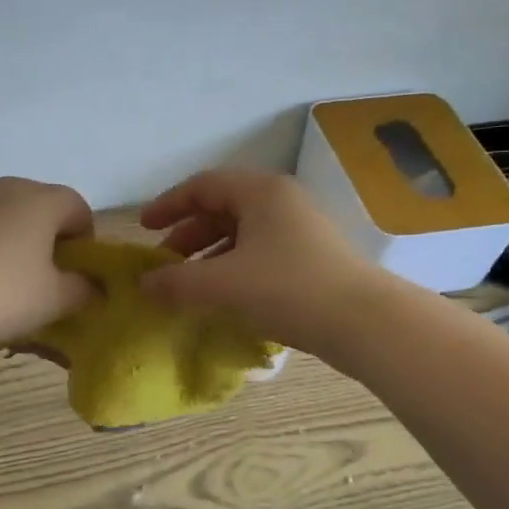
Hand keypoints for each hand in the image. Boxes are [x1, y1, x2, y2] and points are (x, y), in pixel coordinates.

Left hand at [0, 177, 95, 350]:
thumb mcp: (53, 301)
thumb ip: (83, 289)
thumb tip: (93, 285)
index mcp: (41, 201)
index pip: (78, 208)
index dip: (83, 239)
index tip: (74, 272)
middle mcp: (3, 186)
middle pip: (36, 204)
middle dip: (42, 235)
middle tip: (36, 278)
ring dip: (1, 232)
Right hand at [140, 169, 381, 353]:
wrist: (365, 322)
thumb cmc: (287, 289)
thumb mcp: (222, 284)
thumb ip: (176, 282)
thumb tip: (143, 285)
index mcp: (260, 192)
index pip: (203, 185)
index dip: (168, 205)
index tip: (143, 228)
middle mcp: (281, 202)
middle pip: (222, 208)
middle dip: (187, 235)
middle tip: (164, 263)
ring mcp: (300, 230)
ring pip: (241, 234)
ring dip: (209, 255)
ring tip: (188, 285)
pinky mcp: (311, 258)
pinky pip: (259, 253)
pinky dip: (233, 269)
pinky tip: (223, 297)